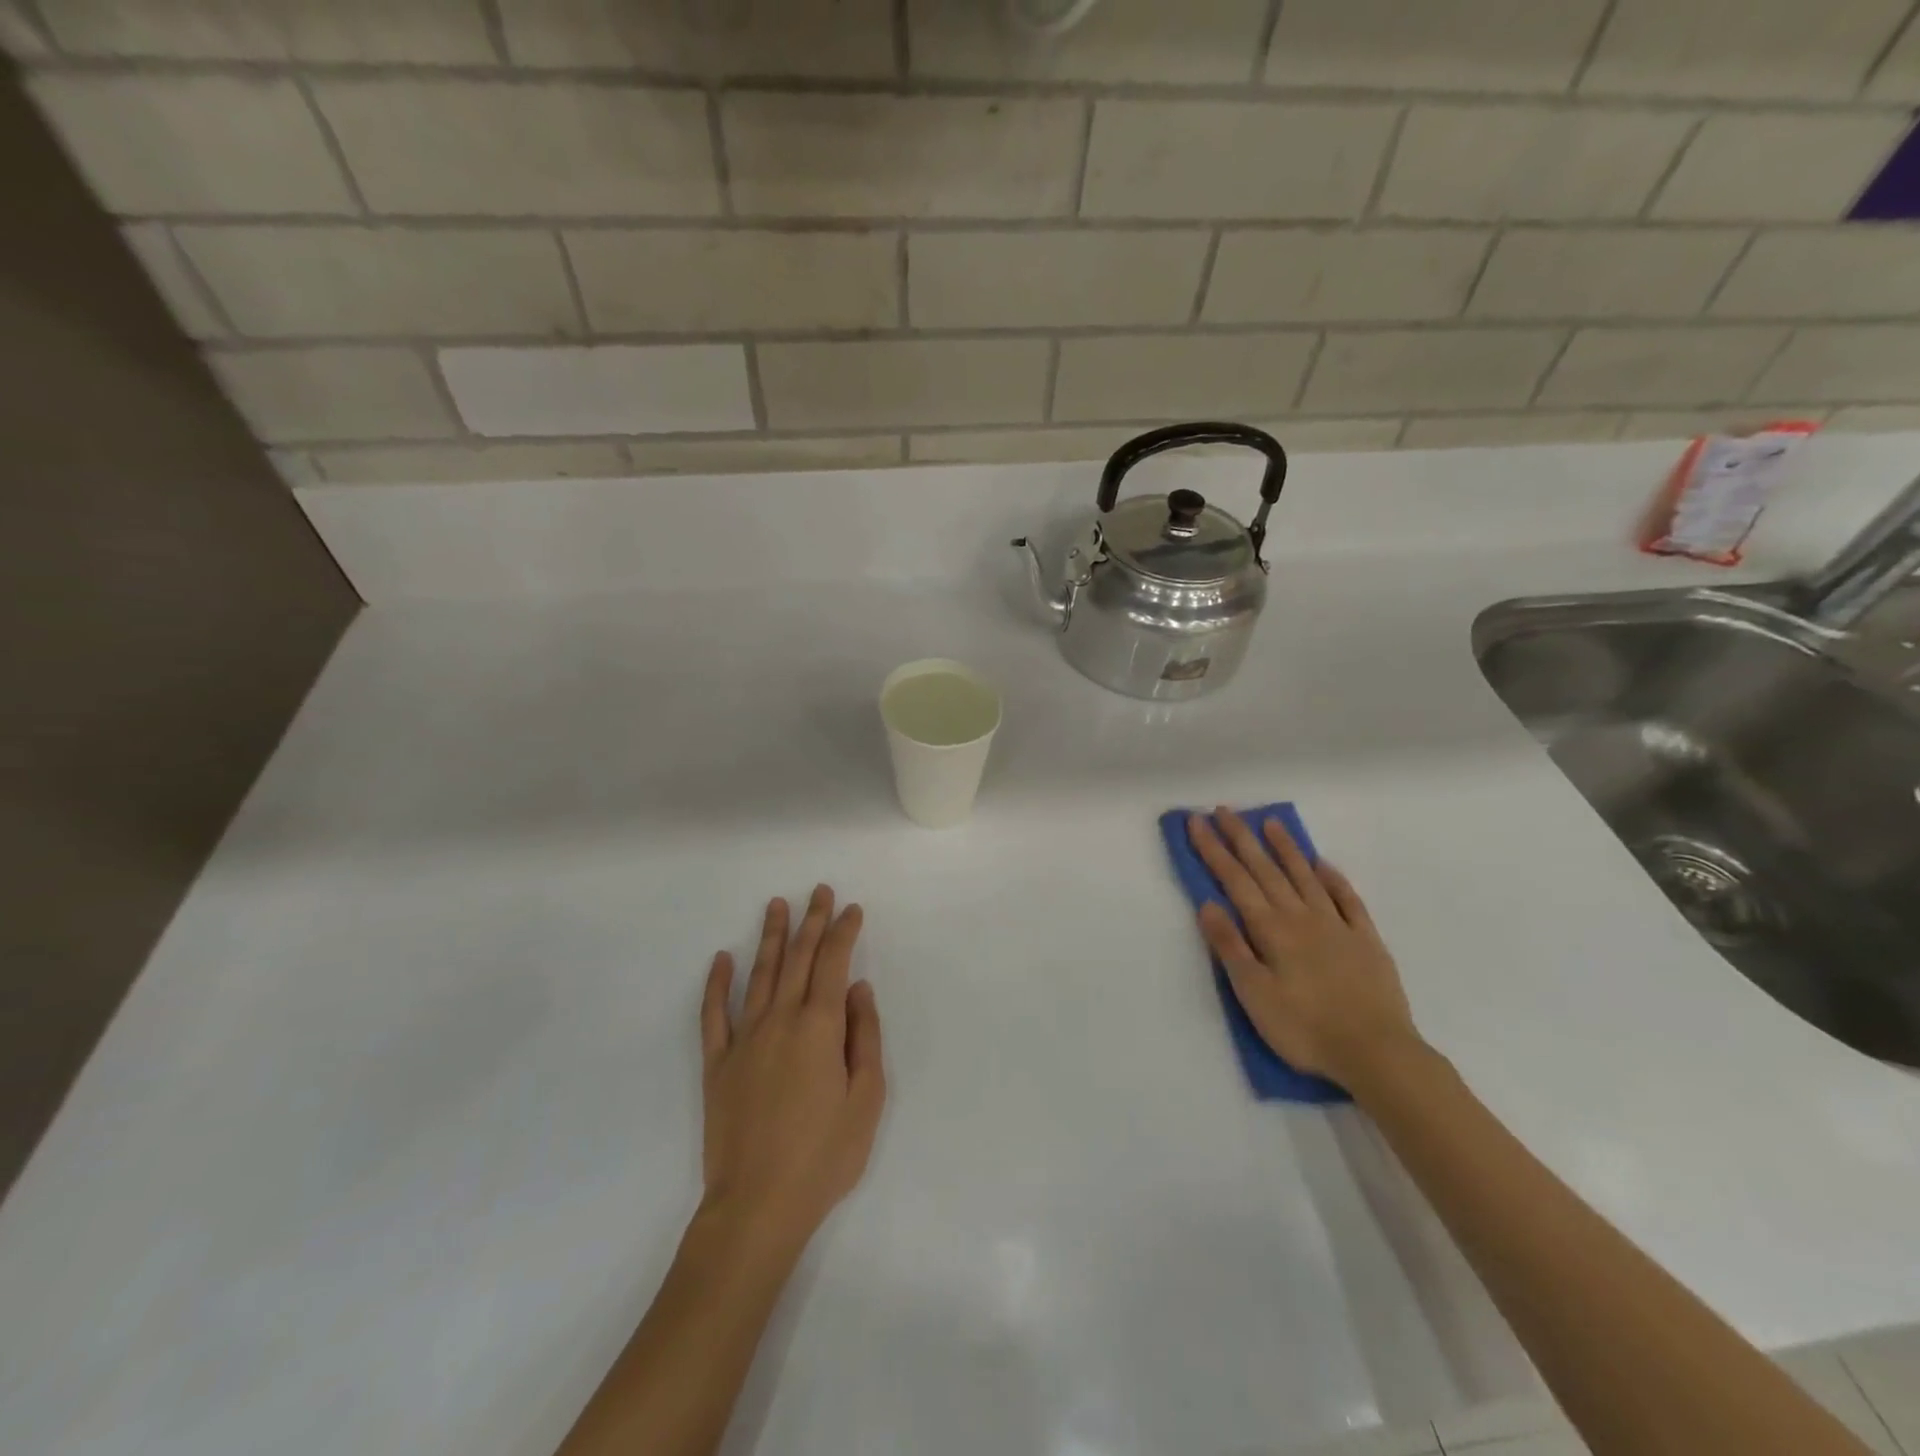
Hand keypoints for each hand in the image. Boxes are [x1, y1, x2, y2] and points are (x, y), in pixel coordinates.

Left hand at [699, 885, 885, 1251]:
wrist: (757, 1206)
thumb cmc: (824, 1156)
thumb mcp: (866, 1099)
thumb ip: (865, 1036)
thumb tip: (859, 988)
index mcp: (820, 1027)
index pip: (834, 963)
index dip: (844, 932)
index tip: (852, 908)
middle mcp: (781, 1020)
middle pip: (799, 958)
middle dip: (812, 921)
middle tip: (820, 891)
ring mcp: (744, 1039)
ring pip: (760, 974)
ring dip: (771, 937)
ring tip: (777, 905)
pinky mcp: (717, 1064)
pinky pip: (714, 1014)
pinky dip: (717, 983)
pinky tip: (722, 958)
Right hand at [1189, 809, 1420, 1087]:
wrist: (1377, 1053)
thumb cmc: (1304, 1028)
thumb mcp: (1254, 993)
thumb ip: (1231, 946)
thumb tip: (1208, 903)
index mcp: (1271, 929)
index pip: (1235, 880)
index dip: (1214, 849)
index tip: (1197, 821)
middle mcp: (1301, 917)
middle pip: (1266, 870)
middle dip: (1242, 838)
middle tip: (1225, 810)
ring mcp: (1337, 925)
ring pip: (1305, 876)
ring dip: (1285, 848)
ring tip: (1271, 823)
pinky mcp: (1366, 940)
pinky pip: (1347, 899)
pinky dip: (1333, 878)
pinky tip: (1322, 864)